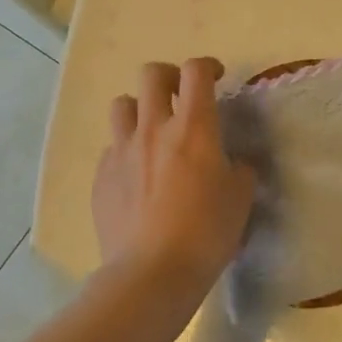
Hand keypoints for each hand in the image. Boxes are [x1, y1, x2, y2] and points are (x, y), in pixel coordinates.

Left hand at [92, 59, 255, 305]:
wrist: (151, 274)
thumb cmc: (206, 232)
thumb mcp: (240, 198)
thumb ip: (239, 169)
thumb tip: (233, 164)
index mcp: (194, 127)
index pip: (196, 71)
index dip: (208, 66)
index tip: (218, 78)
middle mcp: (154, 128)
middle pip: (152, 74)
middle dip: (169, 77)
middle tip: (181, 97)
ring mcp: (122, 151)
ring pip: (122, 105)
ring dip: (140, 109)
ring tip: (153, 132)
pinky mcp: (101, 177)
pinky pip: (111, 148)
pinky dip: (126, 151)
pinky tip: (137, 176)